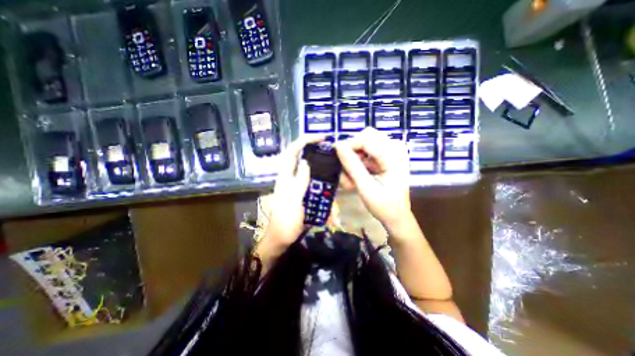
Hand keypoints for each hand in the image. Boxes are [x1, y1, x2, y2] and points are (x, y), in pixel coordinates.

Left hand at [260, 135, 322, 256]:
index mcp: (286, 175)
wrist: (284, 237)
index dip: (306, 140)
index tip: (322, 137)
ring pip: (312, 169)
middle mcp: (293, 176)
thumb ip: (299, 181)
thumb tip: (307, 162)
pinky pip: (317, 182)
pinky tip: (333, 185)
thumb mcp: (292, 200)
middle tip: (333, 150)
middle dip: (317, 150)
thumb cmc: (285, 220)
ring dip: (323, 167)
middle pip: (304, 156)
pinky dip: (325, 181)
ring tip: (336, 165)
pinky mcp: (306, 192)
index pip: (293, 150)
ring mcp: (300, 184)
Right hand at [335, 128, 414, 226]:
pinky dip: (356, 165)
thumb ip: (352, 166)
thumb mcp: (366, 188)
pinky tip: (354, 179)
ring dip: (353, 161)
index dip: (349, 145)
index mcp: (394, 157)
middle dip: (352, 153)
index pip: (367, 139)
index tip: (336, 157)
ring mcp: (389, 153)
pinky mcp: (383, 159)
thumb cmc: (385, 206)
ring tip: (350, 180)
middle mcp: (394, 150)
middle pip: (365, 137)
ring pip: (363, 146)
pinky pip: (365, 154)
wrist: (397, 217)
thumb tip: (338, 146)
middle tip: (345, 171)